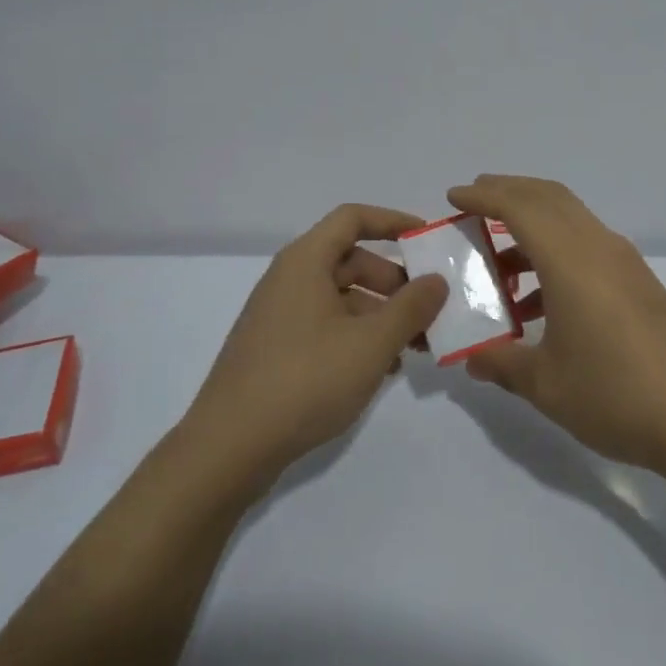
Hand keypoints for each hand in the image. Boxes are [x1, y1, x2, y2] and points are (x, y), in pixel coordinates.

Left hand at [182, 204, 447, 494]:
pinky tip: (383, 368)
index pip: (353, 218)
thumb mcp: (372, 343)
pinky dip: (358, 337)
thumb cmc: (305, 380)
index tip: (428, 240)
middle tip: (430, 309)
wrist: (228, 448)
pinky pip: (327, 326)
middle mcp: (289, 279)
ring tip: (416, 346)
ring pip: (342, 298)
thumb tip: (437, 280)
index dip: (393, 221)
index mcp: (306, 262)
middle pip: (351, 261)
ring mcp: (280, 316)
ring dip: (382, 315)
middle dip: (396, 281)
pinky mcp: (276, 350)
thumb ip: (411, 308)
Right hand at [448, 175, 665, 474]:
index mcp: (571, 259)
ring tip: (498, 267)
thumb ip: (501, 364)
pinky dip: (555, 254)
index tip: (453, 196)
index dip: (484, 195)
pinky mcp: (639, 284)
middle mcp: (599, 247)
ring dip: (532, 228)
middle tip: (472, 206)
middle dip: (508, 193)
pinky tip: (539, 304)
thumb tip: (472, 358)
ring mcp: (624, 263)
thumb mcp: (545, 384)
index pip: (520, 207)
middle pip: (549, 198)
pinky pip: (587, 247)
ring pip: (570, 221)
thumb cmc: (616, 393)